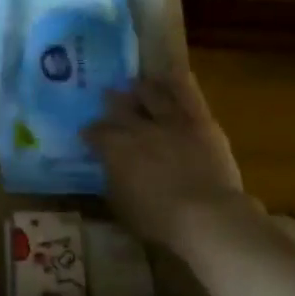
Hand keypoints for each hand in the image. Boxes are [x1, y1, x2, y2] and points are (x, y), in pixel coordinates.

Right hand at [84, 71, 263, 261]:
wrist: (206, 216)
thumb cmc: (159, 220)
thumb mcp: (122, 206)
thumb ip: (112, 181)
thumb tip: (108, 170)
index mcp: (115, 148)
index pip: (96, 132)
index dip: (90, 132)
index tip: (88, 134)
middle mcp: (138, 127)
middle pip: (119, 106)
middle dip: (112, 102)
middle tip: (109, 98)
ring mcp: (169, 120)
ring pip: (151, 93)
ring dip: (142, 88)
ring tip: (138, 85)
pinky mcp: (198, 120)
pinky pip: (186, 93)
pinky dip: (177, 82)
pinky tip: (171, 75)